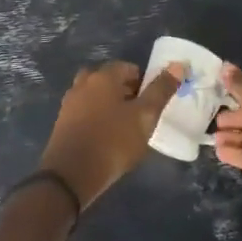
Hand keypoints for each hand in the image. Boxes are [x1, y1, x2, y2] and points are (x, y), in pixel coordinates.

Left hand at [38, 60, 186, 208]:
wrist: (71, 175)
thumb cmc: (113, 141)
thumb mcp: (144, 117)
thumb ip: (161, 90)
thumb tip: (178, 65)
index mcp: (104, 76)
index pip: (129, 68)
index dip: (144, 83)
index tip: (152, 104)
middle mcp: (84, 82)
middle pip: (110, 80)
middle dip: (126, 92)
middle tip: (139, 116)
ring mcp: (70, 102)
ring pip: (96, 96)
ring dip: (110, 105)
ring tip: (124, 128)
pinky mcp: (62, 122)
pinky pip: (85, 112)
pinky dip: (96, 118)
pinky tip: (105, 138)